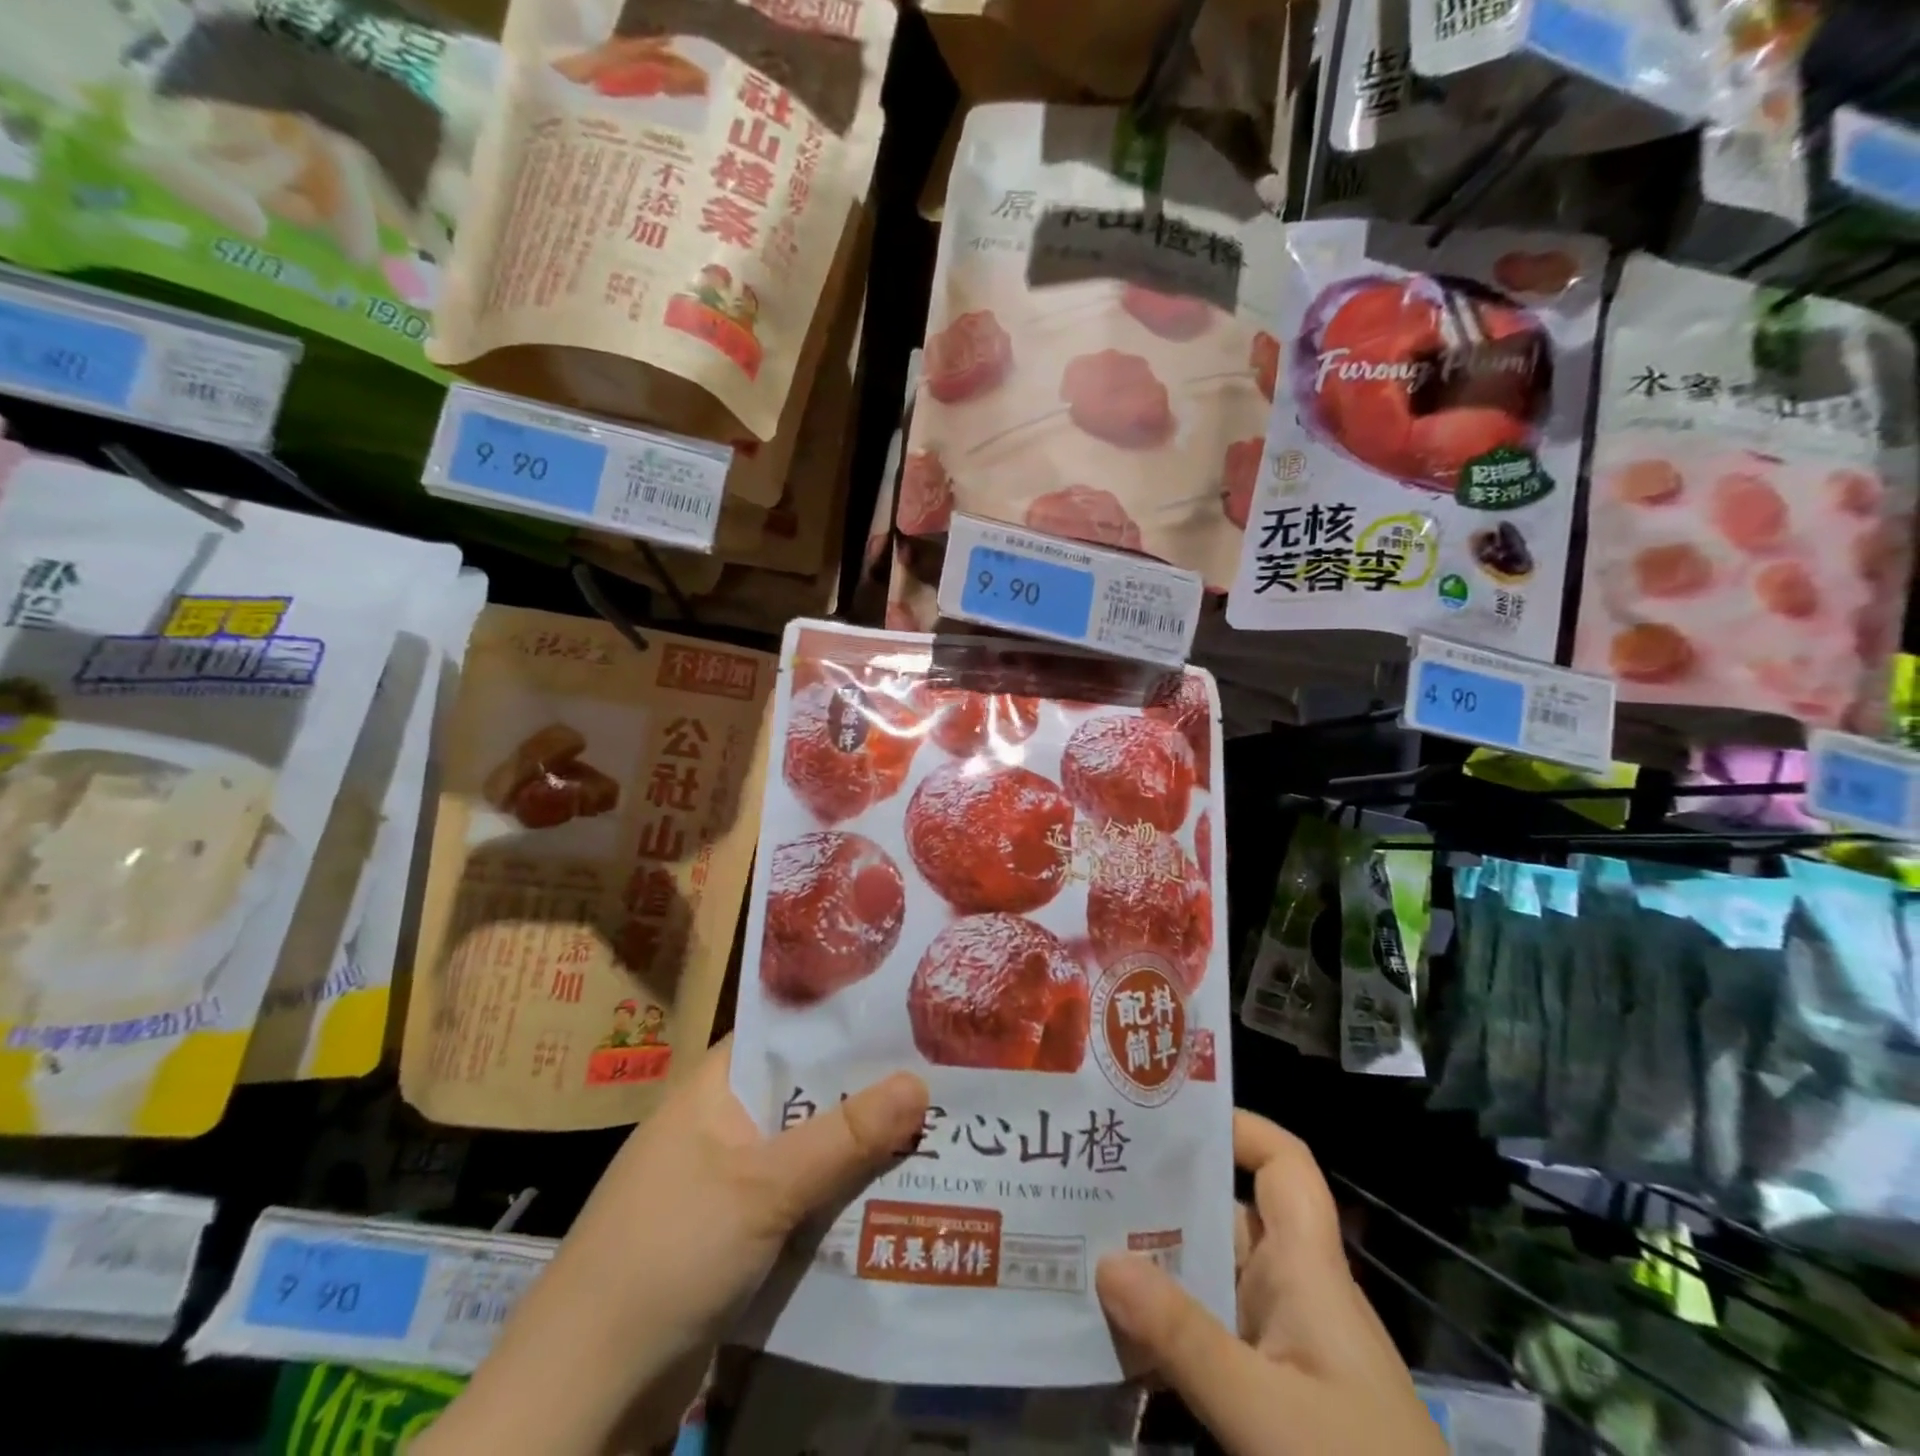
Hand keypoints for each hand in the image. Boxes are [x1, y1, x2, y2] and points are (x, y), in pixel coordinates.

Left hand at [420, 1037, 928, 1455]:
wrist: (581, 1397)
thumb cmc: (668, 1256)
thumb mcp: (764, 1188)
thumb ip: (843, 1136)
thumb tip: (919, 1080)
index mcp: (715, 1088)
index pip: (786, 1033)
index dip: (843, 1022)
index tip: (908, 1014)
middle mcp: (721, 1125)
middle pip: (805, 1094)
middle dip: (866, 1091)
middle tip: (942, 1074)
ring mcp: (727, 1184)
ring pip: (807, 1151)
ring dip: (859, 1150)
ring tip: (938, 1128)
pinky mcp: (734, 1238)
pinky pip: (798, 1202)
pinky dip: (837, 1199)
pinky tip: (895, 1197)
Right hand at [1095, 1111, 1445, 1455]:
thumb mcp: (1265, 1413)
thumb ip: (1182, 1337)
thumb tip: (1103, 1259)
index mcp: (1308, 1270)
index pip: (1284, 1166)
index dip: (1238, 1126)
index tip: (1170, 1117)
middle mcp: (1292, 1292)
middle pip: (1227, 1214)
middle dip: (1163, 1194)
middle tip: (1090, 1177)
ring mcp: (1281, 1348)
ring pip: (1210, 1277)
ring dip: (1154, 1264)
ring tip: (1080, 1243)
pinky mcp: (1269, 1397)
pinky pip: (1207, 1336)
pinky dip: (1163, 1328)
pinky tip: (1111, 1333)